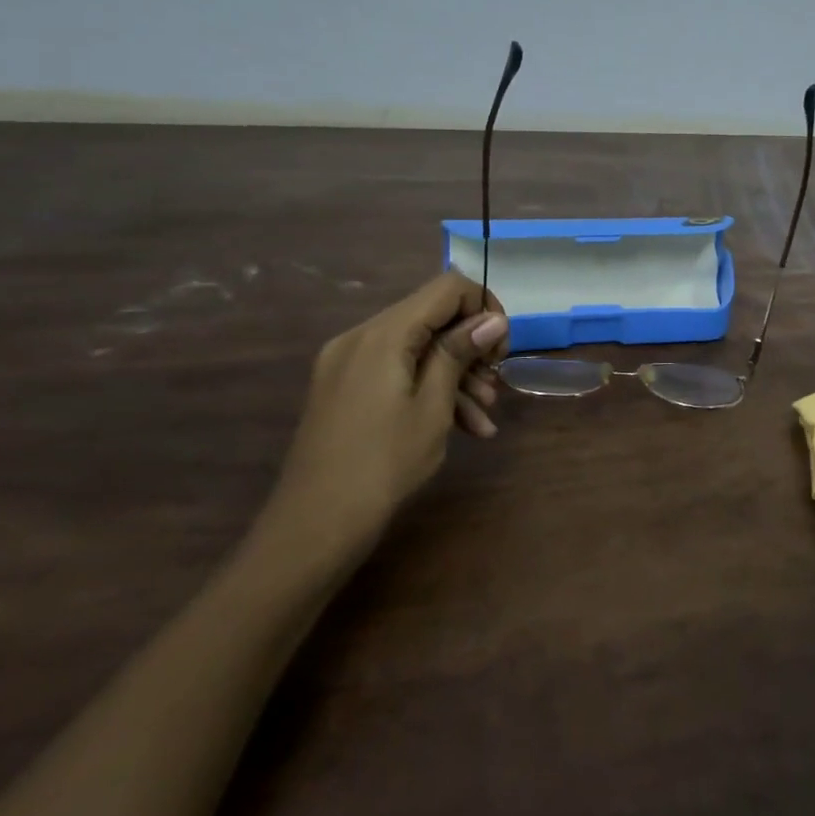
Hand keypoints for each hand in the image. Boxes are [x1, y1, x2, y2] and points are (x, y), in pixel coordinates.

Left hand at [254, 272, 509, 576]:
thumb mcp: (433, 407)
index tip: (500, 349)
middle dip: (471, 346)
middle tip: (496, 382)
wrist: (314, 527)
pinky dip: (429, 390)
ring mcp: (348, 364)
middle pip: (431, 317)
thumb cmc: (383, 464)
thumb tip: (494, 318)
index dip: (483, 307)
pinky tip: (464, 427)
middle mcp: (360, 337)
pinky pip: (397, 372)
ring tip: (486, 416)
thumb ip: (459, 353)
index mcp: (382, 334)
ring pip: (417, 349)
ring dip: (456, 374)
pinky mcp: (345, 389)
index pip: (446, 288)